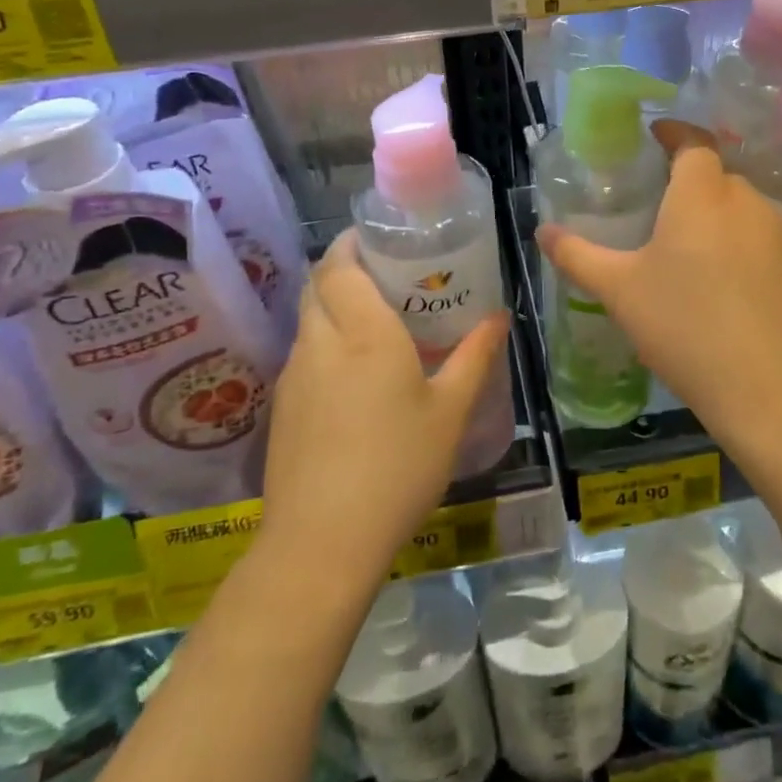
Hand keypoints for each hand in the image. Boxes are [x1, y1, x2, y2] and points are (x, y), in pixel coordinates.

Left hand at [260, 230, 509, 573]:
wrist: (322, 543)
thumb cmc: (398, 467)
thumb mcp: (450, 412)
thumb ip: (475, 356)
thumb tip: (499, 316)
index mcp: (363, 331)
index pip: (339, 264)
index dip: (352, 242)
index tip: (379, 238)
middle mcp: (320, 341)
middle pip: (317, 283)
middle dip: (343, 268)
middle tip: (385, 275)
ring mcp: (294, 374)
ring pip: (307, 318)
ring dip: (332, 305)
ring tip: (373, 321)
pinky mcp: (282, 406)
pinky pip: (303, 352)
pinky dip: (323, 341)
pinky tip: (352, 374)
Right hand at [536, 121, 781, 454]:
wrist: (766, 390)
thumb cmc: (684, 325)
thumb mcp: (619, 290)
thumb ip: (578, 255)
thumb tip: (543, 232)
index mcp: (702, 194)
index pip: (694, 142)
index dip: (674, 132)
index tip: (654, 135)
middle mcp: (745, 202)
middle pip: (715, 174)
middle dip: (687, 179)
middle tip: (655, 202)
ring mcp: (776, 235)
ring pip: (738, 206)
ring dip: (711, 212)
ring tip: (681, 244)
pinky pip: (756, 236)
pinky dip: (733, 241)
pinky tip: (715, 280)